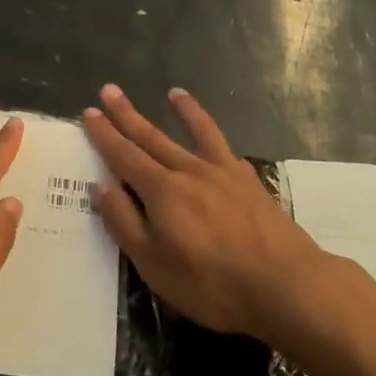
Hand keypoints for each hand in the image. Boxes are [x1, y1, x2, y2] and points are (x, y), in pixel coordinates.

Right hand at [82, 84, 324, 338]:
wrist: (285, 285)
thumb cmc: (211, 283)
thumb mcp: (153, 263)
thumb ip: (124, 222)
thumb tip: (101, 186)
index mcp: (161, 191)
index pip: (123, 155)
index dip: (104, 135)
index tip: (89, 112)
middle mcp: (189, 171)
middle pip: (152, 137)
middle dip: (127, 115)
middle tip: (110, 90)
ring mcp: (224, 174)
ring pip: (197, 134)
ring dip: (183, 112)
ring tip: (174, 92)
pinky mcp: (251, 184)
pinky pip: (227, 152)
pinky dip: (219, 142)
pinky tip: (218, 144)